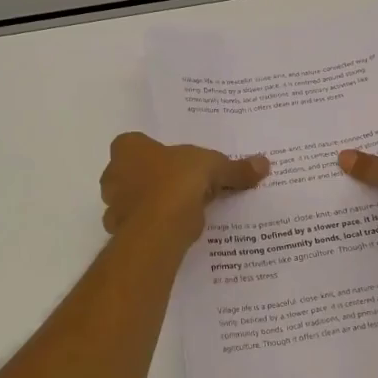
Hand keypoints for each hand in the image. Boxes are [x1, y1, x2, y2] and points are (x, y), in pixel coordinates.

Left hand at [100, 133, 268, 246]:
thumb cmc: (177, 181)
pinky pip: (136, 228)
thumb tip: (264, 164)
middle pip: (130, 174)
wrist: (159, 226)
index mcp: (128, 149)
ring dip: (148, 206)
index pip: (133, 144)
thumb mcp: (213, 167)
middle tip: (177, 186)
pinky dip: (151, 229)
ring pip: (130, 202)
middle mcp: (113, 175)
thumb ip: (235, 168)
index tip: (172, 162)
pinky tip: (172, 232)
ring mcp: (112, 206)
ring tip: (178, 212)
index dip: (152, 152)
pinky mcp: (119, 233)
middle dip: (148, 180)